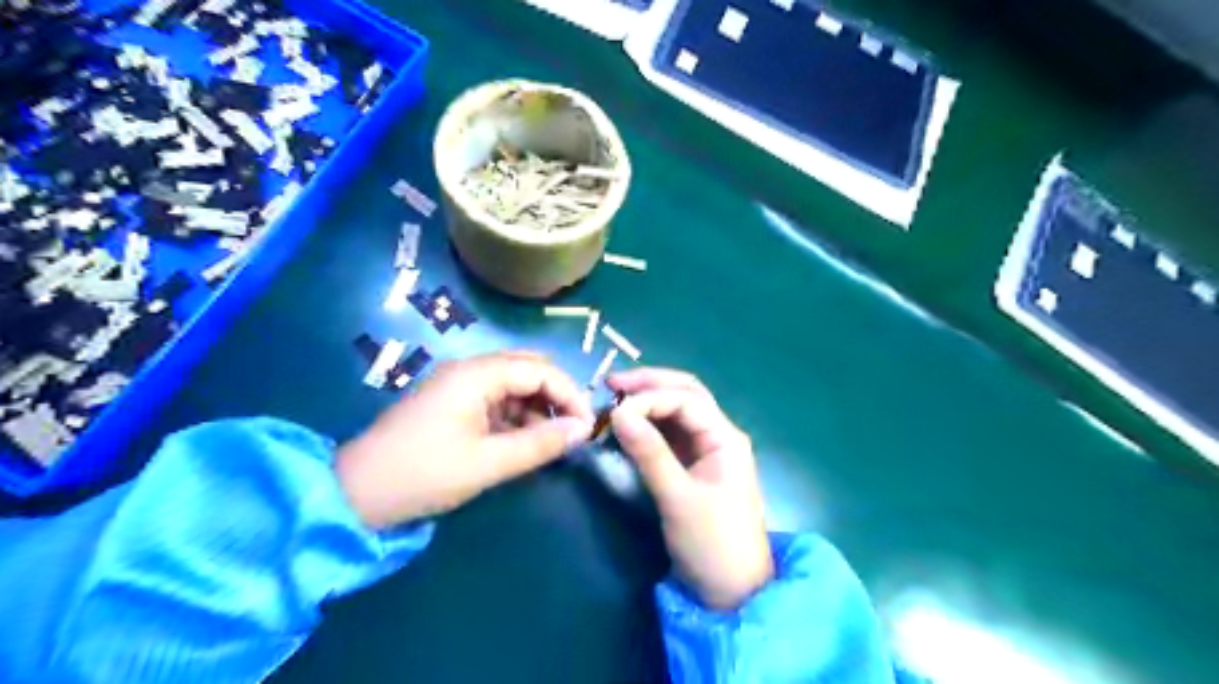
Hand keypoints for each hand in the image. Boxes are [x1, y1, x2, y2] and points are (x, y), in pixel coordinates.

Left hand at [338, 350, 596, 530]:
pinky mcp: (451, 403)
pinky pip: (495, 400)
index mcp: (476, 375)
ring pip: (513, 385)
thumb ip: (540, 444)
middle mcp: (469, 370)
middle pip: (528, 370)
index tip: (587, 425)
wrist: (355, 493)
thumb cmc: (424, 474)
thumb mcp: (489, 463)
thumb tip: (583, 430)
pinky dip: (515, 417)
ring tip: (549, 442)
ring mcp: (458, 385)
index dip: (570, 394)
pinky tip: (522, 442)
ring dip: (536, 408)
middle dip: (555, 397)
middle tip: (573, 429)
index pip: (540, 370)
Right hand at [607, 368, 768, 607]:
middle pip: (686, 395)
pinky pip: (671, 434)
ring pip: (677, 412)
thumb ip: (649, 452)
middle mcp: (719, 435)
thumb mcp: (677, 497)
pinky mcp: (695, 466)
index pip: (685, 400)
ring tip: (614, 400)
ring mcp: (707, 450)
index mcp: (725, 438)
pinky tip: (628, 425)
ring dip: (648, 402)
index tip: (614, 410)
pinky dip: (649, 425)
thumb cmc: (711, 543)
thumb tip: (617, 413)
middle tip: (611, 384)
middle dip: (650, 385)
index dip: (649, 398)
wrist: (733, 592)